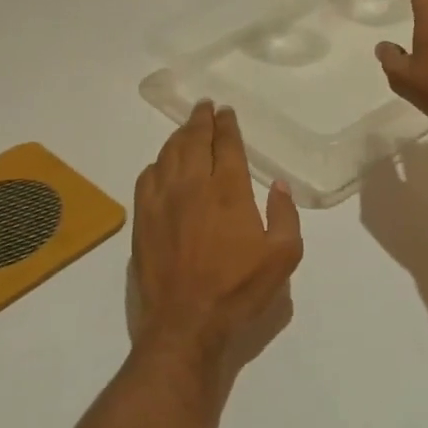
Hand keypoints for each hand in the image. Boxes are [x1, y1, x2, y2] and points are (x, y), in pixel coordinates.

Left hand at [131, 102, 303, 387]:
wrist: (186, 321)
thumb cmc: (238, 289)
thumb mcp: (283, 256)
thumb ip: (285, 215)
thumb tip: (279, 185)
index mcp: (228, 190)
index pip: (226, 145)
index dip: (227, 125)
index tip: (226, 112)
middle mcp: (193, 185)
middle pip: (194, 140)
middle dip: (201, 120)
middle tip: (205, 107)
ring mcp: (163, 200)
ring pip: (168, 154)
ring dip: (179, 136)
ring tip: (187, 127)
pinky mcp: (143, 218)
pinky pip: (146, 177)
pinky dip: (157, 163)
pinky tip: (161, 164)